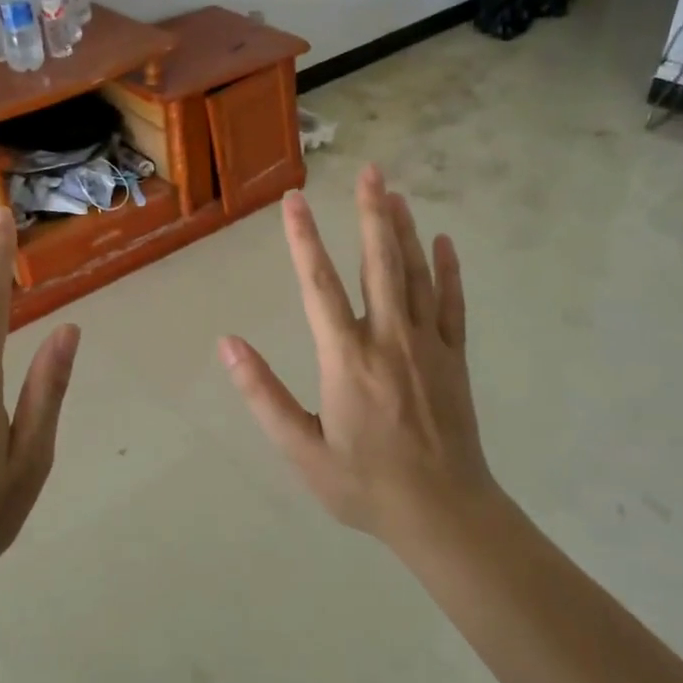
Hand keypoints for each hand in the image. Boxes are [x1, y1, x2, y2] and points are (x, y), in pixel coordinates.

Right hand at [219, 164, 498, 541]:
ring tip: (395, 193)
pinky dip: (447, 270)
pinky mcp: (454, 358)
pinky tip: (443, 242)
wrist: (444, 512)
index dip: (304, 239)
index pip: (319, 285)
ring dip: (404, 231)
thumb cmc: (364, 484)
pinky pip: (451, 304)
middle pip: (379, 263)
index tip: (295, 200)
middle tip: (370, 171)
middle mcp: (389, 339)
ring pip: (415, 275)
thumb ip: (263, 394)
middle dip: (371, 213)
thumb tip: (228, 344)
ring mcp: (428, 346)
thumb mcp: (302, 450)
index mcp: (347, 359)